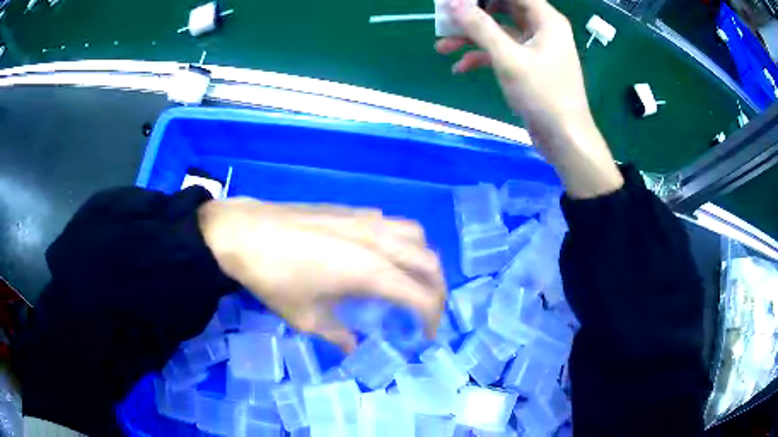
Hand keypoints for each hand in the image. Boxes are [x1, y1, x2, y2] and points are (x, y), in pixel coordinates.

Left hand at [198, 199, 446, 351]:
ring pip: (416, 234)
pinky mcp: (352, 210)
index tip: (426, 334)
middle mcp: (379, 241)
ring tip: (411, 279)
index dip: (433, 317)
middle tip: (427, 310)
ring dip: (423, 259)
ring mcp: (366, 220)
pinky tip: (381, 255)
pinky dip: (402, 241)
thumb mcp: (307, 318)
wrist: (244, 234)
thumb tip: (352, 345)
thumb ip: (338, 335)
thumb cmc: (275, 279)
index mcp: (372, 272)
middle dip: (437, 289)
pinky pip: (392, 223)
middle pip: (429, 262)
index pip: (422, 295)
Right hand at [436, 0, 589, 138]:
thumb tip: (452, 2)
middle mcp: (541, 28)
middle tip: (447, 19)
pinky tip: (460, 68)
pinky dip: (482, 57)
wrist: (564, 138)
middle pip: (502, 7)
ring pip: (499, 31)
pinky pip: (502, 52)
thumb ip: (480, 27)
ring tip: (442, 47)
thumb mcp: (508, 58)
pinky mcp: (528, 65)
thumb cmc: (543, 95)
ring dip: (472, 37)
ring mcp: (535, 47)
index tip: (457, 1)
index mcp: (545, 20)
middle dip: (473, 13)